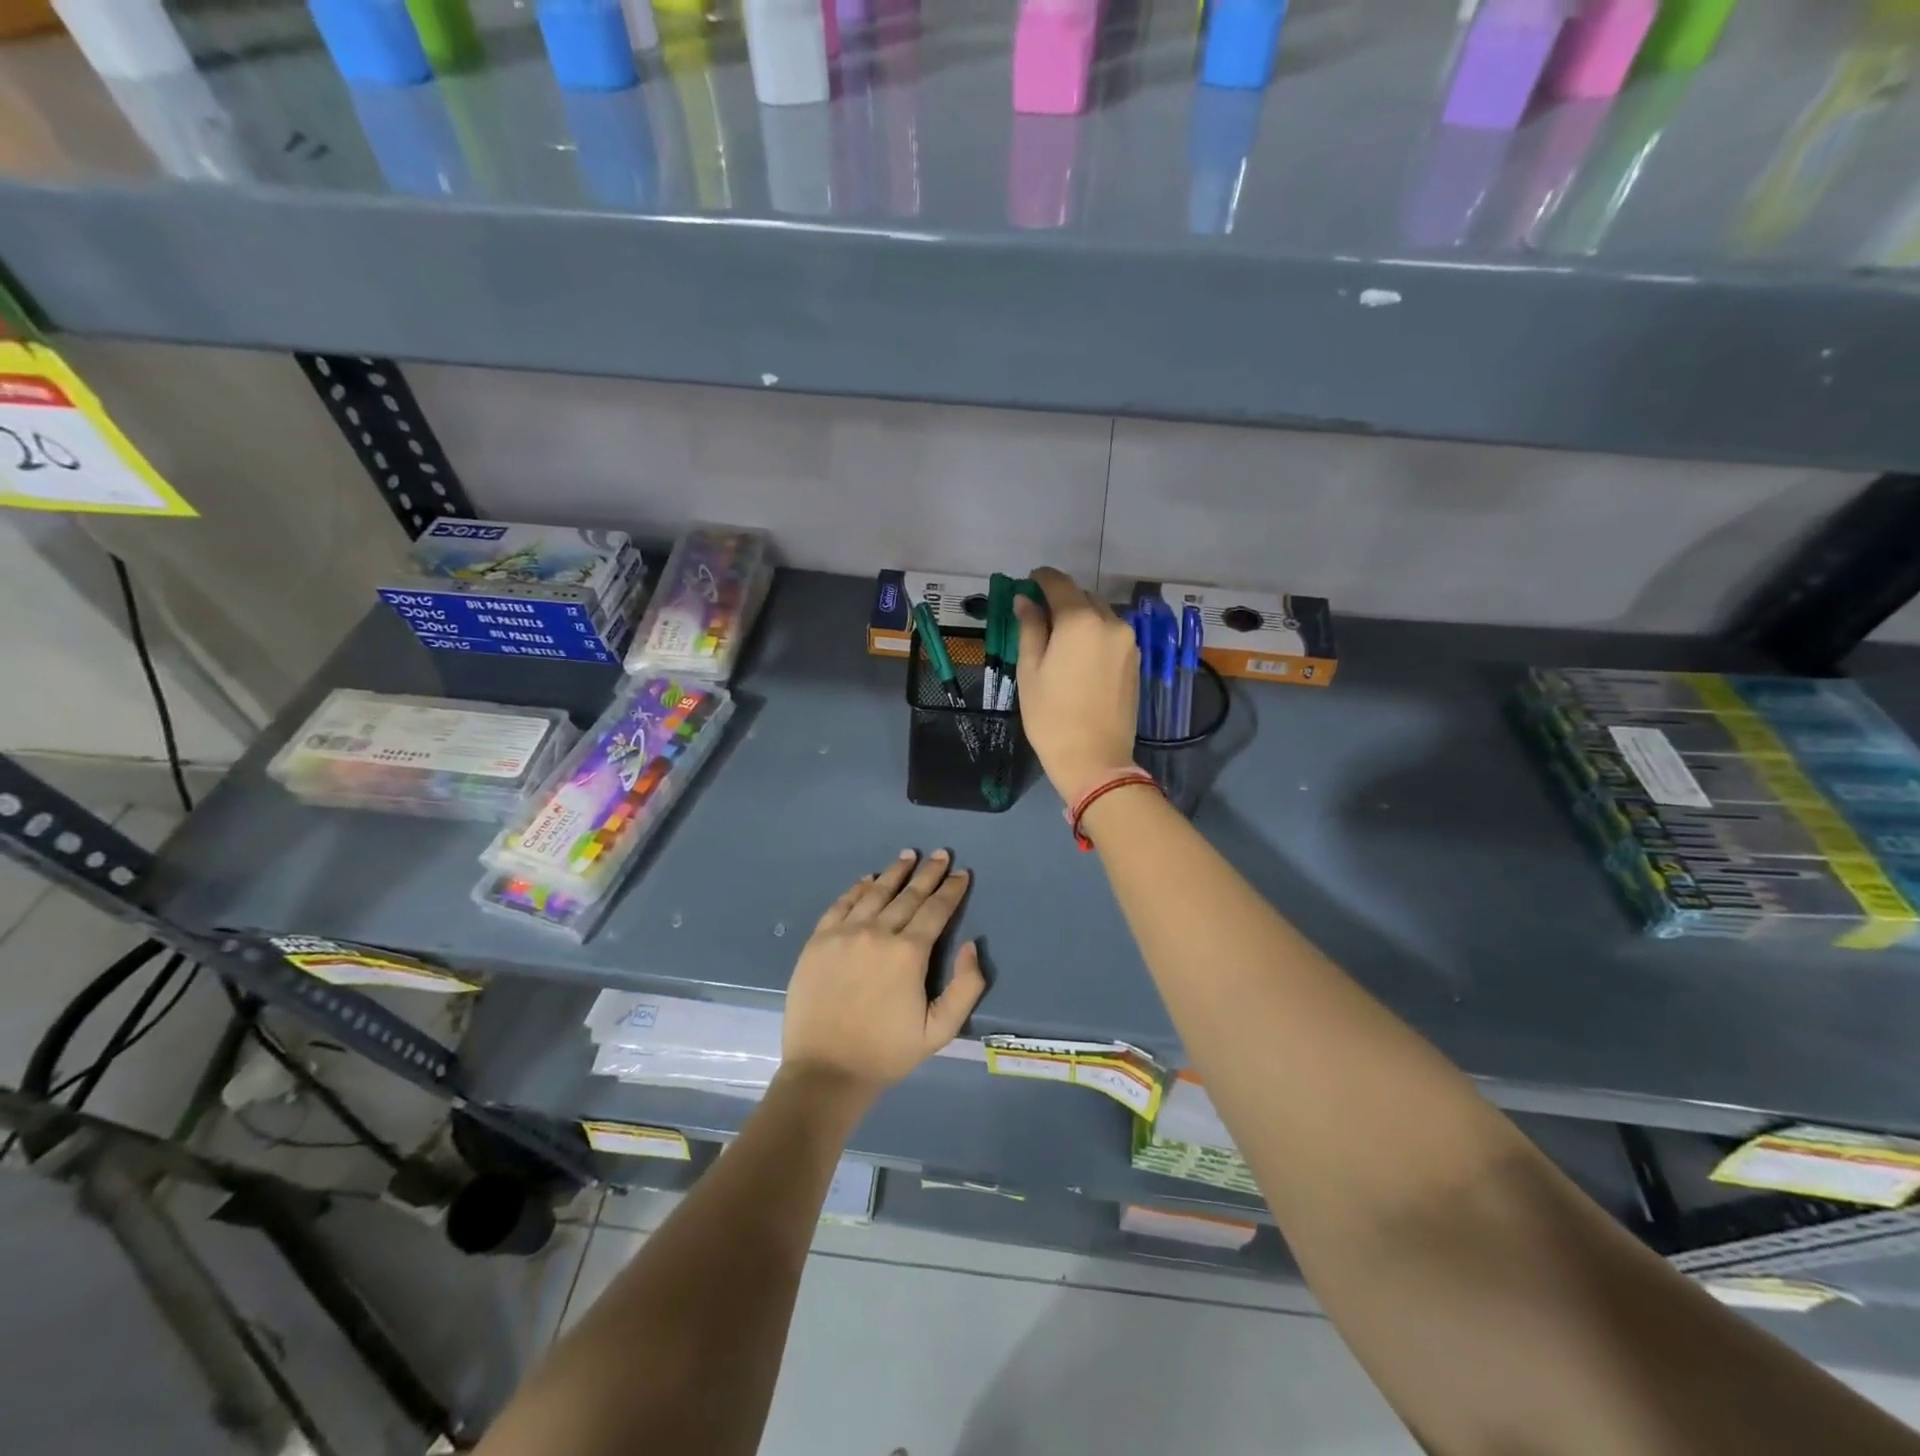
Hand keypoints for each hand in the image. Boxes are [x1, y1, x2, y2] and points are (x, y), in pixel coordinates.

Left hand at [782, 850, 985, 1099]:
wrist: (826, 1070)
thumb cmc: (887, 1052)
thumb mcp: (940, 1030)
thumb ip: (966, 987)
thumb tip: (971, 945)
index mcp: (909, 953)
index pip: (936, 910)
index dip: (952, 890)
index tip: (962, 873)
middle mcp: (878, 933)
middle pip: (908, 894)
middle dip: (929, 873)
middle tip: (941, 854)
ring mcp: (844, 933)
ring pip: (875, 892)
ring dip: (895, 872)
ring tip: (908, 855)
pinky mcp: (818, 940)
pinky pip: (842, 904)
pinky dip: (858, 888)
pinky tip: (868, 879)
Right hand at [1013, 566, 1140, 804]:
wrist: (1094, 758)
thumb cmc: (1051, 715)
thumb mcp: (1030, 669)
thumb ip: (1030, 627)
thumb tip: (1025, 600)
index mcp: (1080, 620)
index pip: (1059, 583)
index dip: (1041, 578)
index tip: (1028, 582)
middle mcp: (1110, 622)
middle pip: (1083, 596)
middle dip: (1061, 599)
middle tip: (1039, 616)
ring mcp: (1128, 642)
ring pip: (1100, 615)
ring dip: (1080, 617)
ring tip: (1059, 639)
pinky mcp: (1135, 662)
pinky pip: (1111, 635)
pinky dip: (1095, 635)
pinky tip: (1079, 655)